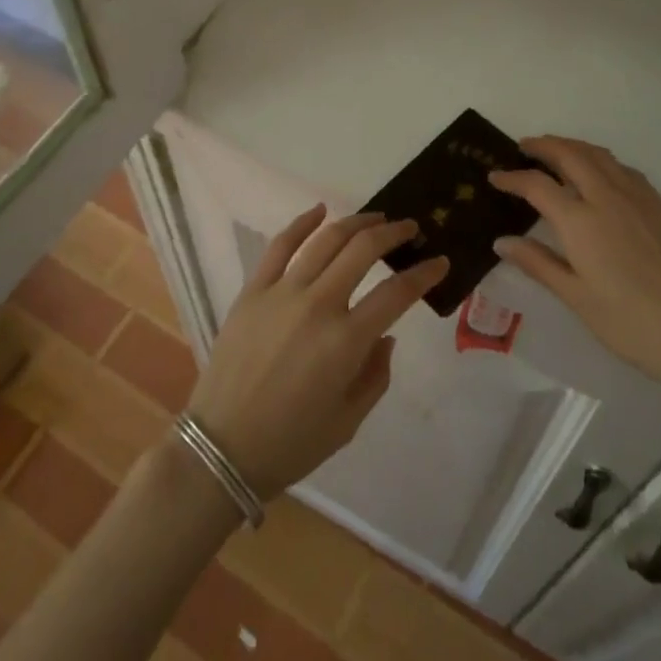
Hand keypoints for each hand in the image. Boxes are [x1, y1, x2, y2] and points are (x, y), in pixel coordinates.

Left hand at [186, 207, 449, 500]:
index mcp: (346, 342)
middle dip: (393, 233)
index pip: (396, 293)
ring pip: (326, 239)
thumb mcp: (348, 422)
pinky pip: (281, 245)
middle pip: (363, 250)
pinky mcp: (254, 289)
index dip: (424, 273)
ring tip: (375, 218)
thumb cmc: (290, 443)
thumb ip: (376, 375)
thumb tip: (386, 335)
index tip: (439, 261)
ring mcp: (282, 292)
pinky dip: (303, 222)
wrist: (220, 449)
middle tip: (409, 229)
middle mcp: (318, 305)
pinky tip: (319, 211)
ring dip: (356, 222)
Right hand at [491, 136, 660, 407]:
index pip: (537, 185)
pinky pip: (622, 167)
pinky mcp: (658, 204)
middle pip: (569, 154)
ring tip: (555, 151)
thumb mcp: (577, 299)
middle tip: (523, 148)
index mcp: (580, 221)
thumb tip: (502, 241)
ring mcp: (636, 197)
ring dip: (571, 145)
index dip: (512, 177)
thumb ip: (538, 263)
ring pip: (598, 154)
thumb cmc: (631, 324)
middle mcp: (606, 197)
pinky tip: (598, 173)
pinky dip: (600, 159)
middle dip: (542, 145)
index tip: (494, 176)